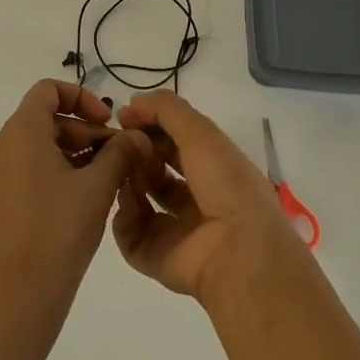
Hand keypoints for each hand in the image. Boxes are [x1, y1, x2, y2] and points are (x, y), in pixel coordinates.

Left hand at [0, 80, 151, 340]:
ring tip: (110, 176)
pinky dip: (60, 169)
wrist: (21, 297)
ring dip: (77, 151)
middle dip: (86, 130)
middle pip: (47, 118)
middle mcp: (2, 146)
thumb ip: (119, 152)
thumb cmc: (59, 230)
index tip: (107, 122)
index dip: (81, 97)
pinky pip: (32, 167)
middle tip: (119, 154)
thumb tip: (136, 136)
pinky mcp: (0, 198)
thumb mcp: (97, 187)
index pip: (48, 90)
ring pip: (41, 144)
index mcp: (20, 132)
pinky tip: (89, 193)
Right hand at [111, 92, 302, 301]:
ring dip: (127, 178)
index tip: (125, 116)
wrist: (238, 253)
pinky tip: (127, 201)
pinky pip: (130, 233)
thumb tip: (132, 104)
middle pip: (155, 168)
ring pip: (139, 197)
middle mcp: (195, 198)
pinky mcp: (157, 256)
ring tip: (121, 169)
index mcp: (213, 169)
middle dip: (136, 151)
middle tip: (121, 143)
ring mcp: (175, 229)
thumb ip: (166, 110)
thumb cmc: (226, 185)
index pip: (175, 141)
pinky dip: (123, 216)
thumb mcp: (201, 133)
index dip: (151, 126)